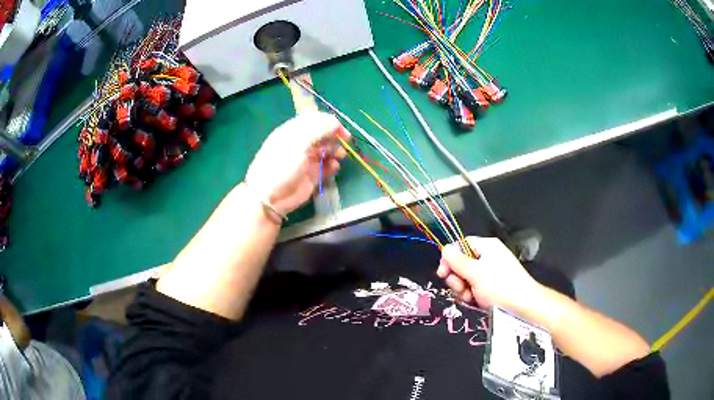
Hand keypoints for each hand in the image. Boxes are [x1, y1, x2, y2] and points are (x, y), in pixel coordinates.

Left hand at [245, 112, 350, 215]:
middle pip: (323, 135)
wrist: (271, 196)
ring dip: (336, 150)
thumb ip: (318, 131)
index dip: (329, 122)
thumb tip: (335, 123)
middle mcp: (301, 144)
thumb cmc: (281, 165)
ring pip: (327, 150)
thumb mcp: (298, 143)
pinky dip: (333, 166)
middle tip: (345, 142)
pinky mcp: (312, 175)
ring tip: (340, 155)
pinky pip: (327, 167)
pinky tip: (334, 167)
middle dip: (334, 136)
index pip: (314, 120)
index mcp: (294, 132)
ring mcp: (307, 160)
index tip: (341, 129)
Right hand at [436, 236, 541, 311]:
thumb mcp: (475, 273)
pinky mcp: (491, 286)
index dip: (449, 258)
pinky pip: (474, 288)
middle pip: (461, 263)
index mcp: (487, 246)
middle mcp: (488, 257)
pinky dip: (471, 295)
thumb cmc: (500, 286)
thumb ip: (457, 261)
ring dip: (463, 289)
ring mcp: (490, 273)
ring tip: (470, 297)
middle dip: (457, 278)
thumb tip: (444, 248)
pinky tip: (475, 302)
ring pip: (466, 278)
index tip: (442, 274)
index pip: (461, 245)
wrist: (523, 306)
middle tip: (461, 288)